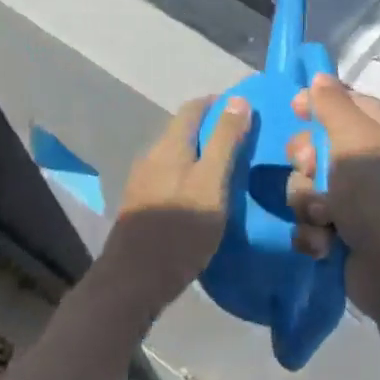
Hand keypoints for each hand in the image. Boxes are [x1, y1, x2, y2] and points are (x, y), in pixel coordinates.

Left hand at [98, 96, 251, 317]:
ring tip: (229, 170)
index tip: (245, 110)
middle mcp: (152, 156)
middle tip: (244, 142)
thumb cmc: (180, 230)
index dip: (219, 103)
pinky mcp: (141, 205)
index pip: (193, 108)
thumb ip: (225, 142)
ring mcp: (142, 181)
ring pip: (176, 156)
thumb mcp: (212, 183)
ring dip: (201, 155)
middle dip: (212, 129)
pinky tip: (204, 196)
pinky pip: (170, 177)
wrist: (133, 280)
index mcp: (169, 146)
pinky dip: (190, 176)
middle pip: (183, 131)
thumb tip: (238, 99)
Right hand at [285, 75, 379, 316]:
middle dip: (307, 164)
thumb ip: (332, 104)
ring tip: (326, 218)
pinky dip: (313, 232)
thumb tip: (319, 76)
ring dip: (308, 202)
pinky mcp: (344, 230)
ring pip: (305, 184)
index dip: (313, 106)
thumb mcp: (356, 140)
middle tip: (315, 174)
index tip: (294, 112)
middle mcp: (372, 158)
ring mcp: (358, 197)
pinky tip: (325, 244)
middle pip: (314, 144)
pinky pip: (309, 219)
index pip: (341, 101)